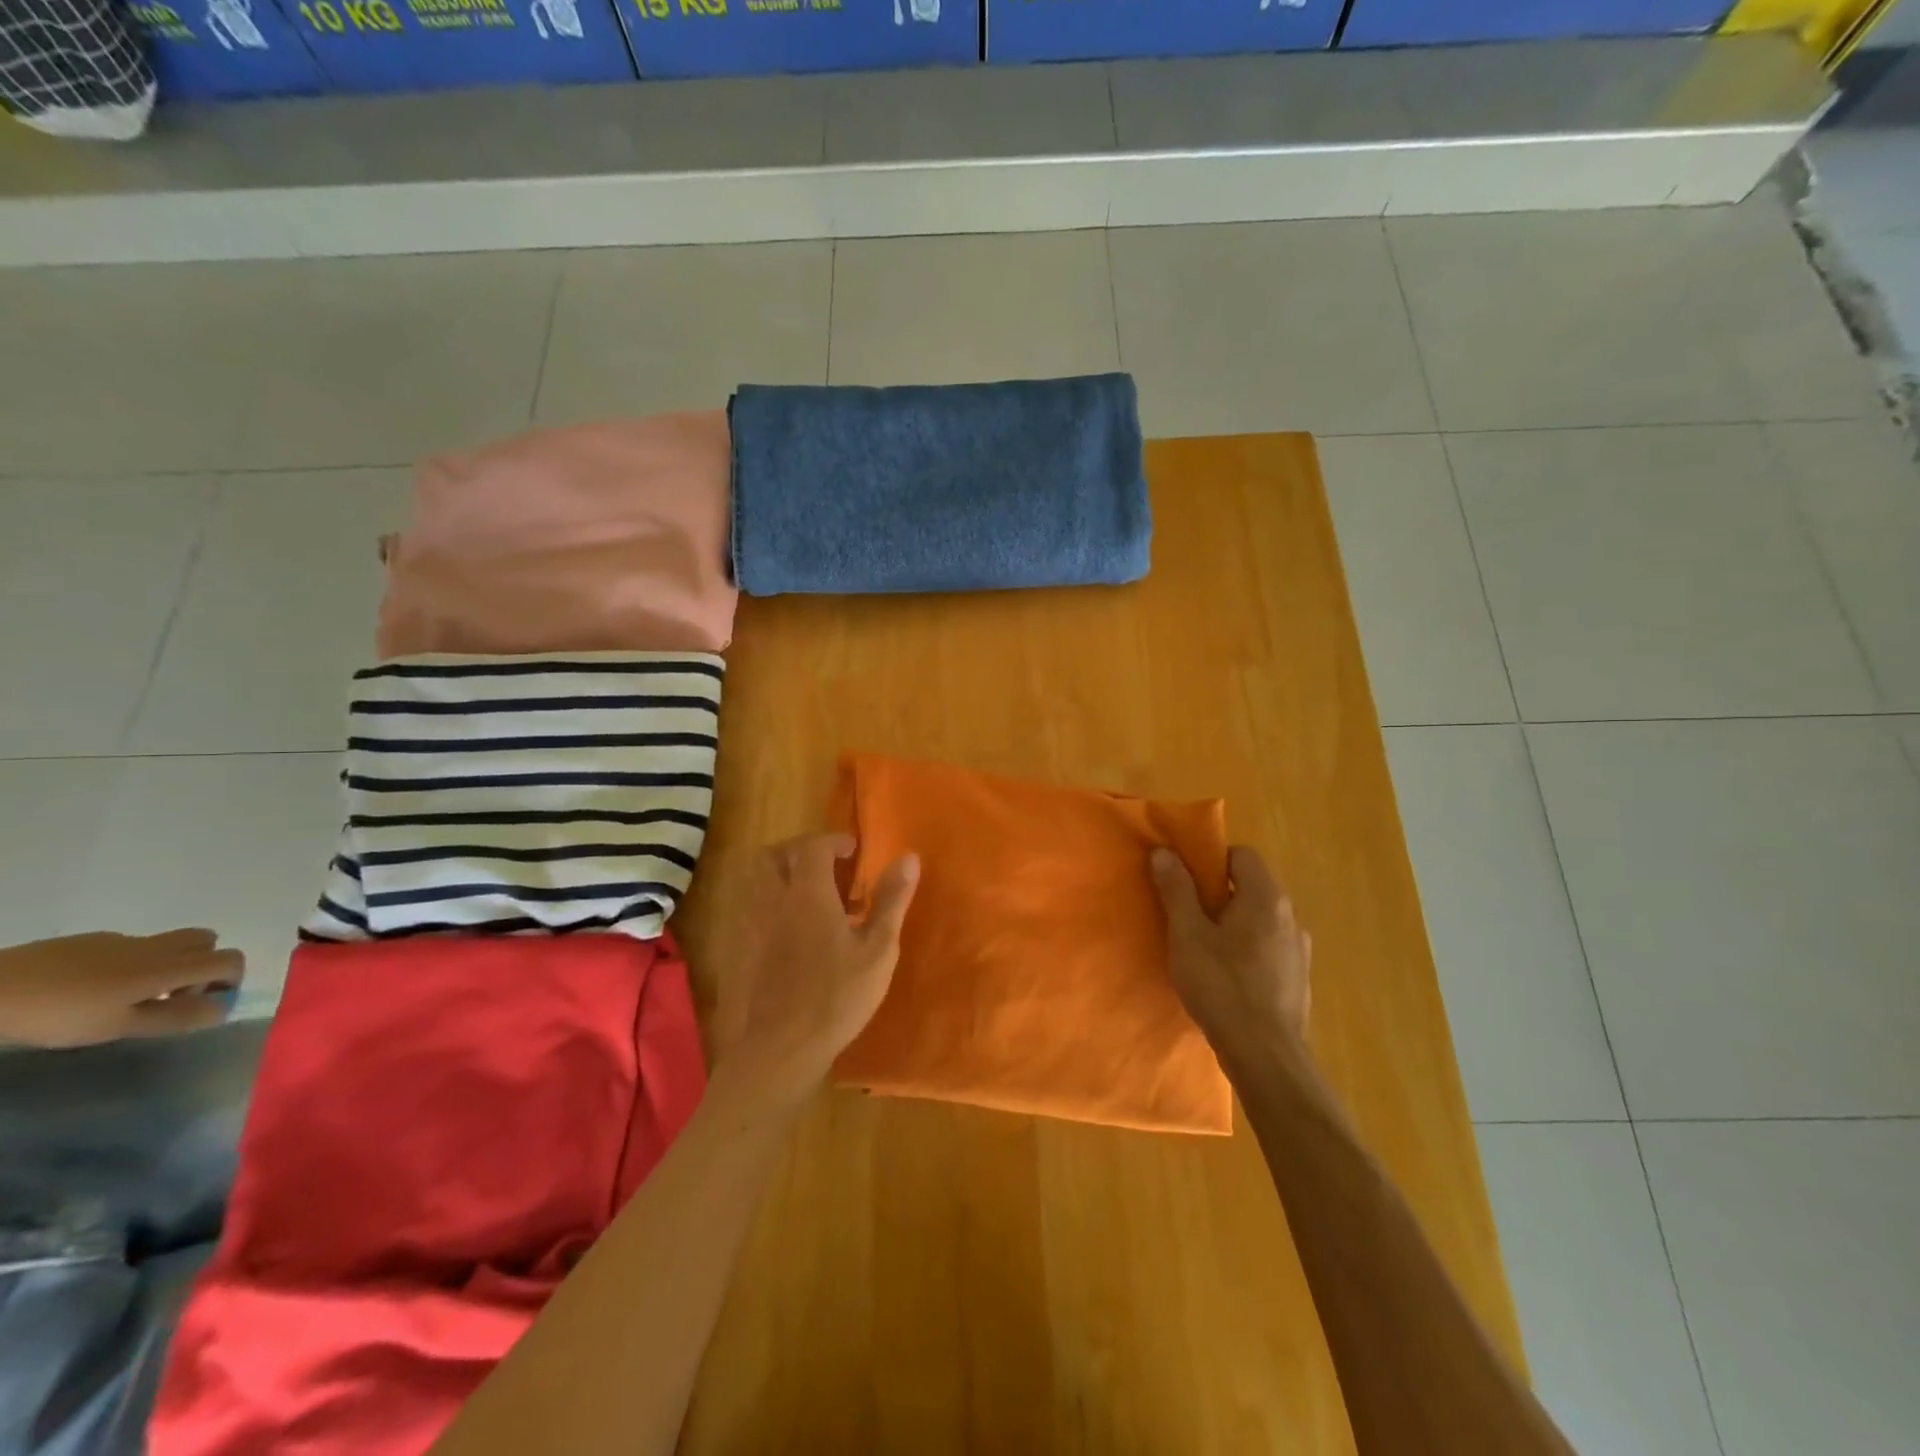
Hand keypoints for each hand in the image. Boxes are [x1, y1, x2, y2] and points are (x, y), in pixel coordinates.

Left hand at [0, 929, 243, 1048]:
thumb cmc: (60, 1015)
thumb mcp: (117, 1027)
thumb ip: (174, 1018)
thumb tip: (222, 1009)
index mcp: (169, 967)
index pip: (229, 960)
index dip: (231, 979)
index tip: (207, 1003)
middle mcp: (157, 946)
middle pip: (208, 942)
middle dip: (204, 966)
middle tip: (173, 996)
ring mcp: (124, 939)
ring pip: (171, 942)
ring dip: (171, 963)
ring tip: (133, 995)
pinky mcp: (93, 940)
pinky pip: (134, 946)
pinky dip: (134, 963)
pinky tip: (94, 988)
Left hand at [710, 834, 919, 1115]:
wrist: (780, 1049)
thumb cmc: (837, 997)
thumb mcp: (878, 950)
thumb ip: (891, 900)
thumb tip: (909, 857)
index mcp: (807, 893)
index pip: (812, 846)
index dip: (833, 842)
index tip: (853, 852)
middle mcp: (771, 899)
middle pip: (774, 855)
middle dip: (799, 850)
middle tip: (826, 867)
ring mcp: (748, 925)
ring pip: (754, 880)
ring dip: (779, 874)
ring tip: (807, 896)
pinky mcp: (736, 950)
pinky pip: (746, 908)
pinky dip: (766, 903)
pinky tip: (787, 931)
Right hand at [1151, 845, 1310, 1067]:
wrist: (1266, 1056)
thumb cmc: (1222, 986)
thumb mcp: (1187, 934)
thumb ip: (1176, 890)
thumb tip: (1164, 852)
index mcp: (1266, 897)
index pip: (1242, 855)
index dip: (1211, 861)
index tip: (1186, 881)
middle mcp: (1290, 916)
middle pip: (1252, 886)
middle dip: (1218, 894)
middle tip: (1187, 915)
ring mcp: (1299, 949)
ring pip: (1260, 919)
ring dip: (1233, 924)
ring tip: (1203, 948)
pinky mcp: (1298, 978)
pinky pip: (1268, 947)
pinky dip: (1247, 950)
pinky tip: (1226, 977)